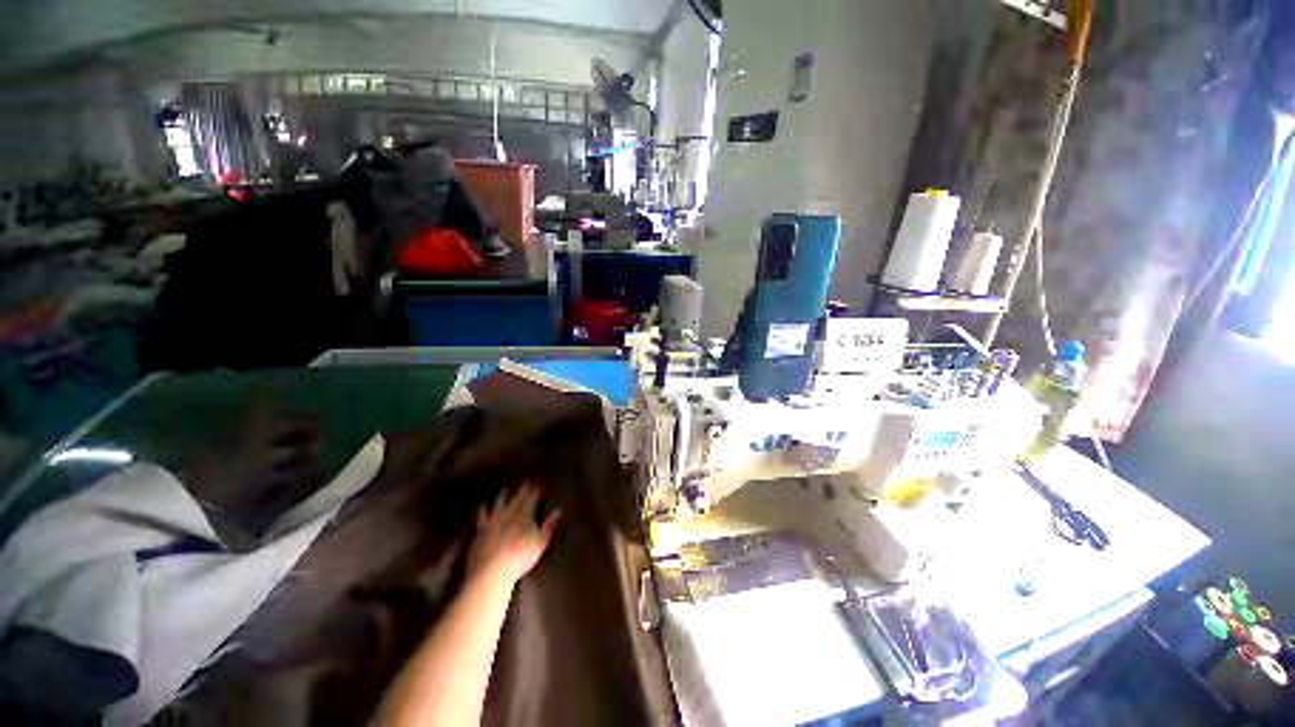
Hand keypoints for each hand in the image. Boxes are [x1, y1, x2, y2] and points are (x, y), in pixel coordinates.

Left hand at [466, 484, 560, 586]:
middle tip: (526, 483)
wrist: (491, 572)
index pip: (532, 499)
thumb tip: (558, 510)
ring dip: (503, 496)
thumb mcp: (540, 543)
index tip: (539, 486)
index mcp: (525, 516)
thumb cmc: (520, 558)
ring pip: (499, 504)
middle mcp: (509, 514)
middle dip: (523, 490)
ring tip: (505, 490)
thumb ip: (549, 526)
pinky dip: (482, 510)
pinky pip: (481, 517)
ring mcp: (494, 521)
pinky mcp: (481, 531)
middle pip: (517, 499)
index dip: (535, 492)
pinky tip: (481, 505)